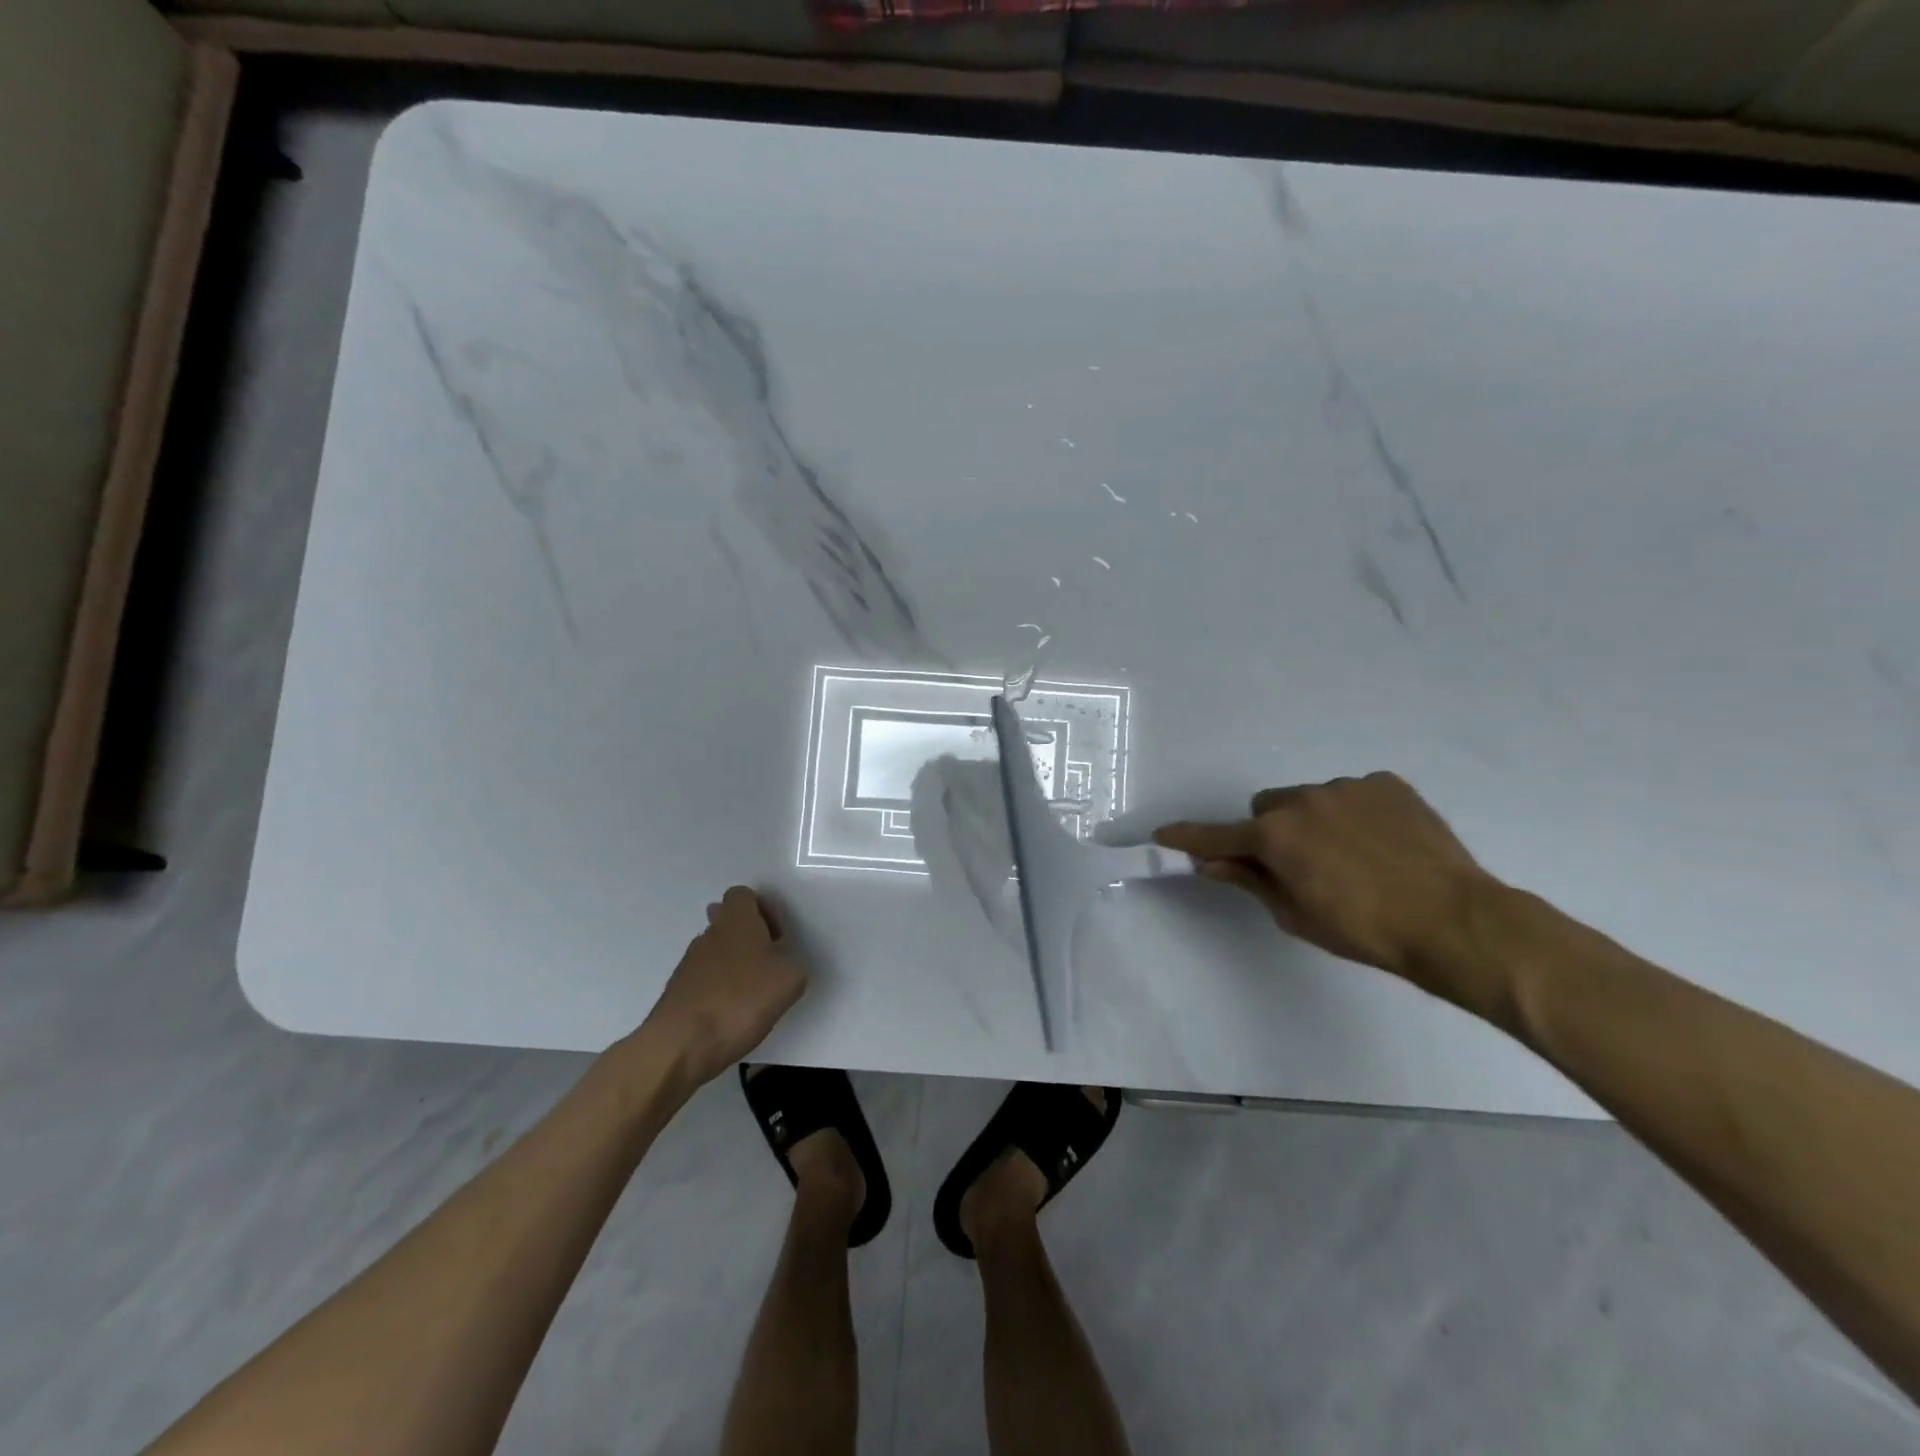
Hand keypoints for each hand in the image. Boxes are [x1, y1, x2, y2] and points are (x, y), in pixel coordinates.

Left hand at [636, 886, 806, 1092]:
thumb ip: (794, 964)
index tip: (777, 937)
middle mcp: (709, 934)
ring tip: (751, 993)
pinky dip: (718, 989)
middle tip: (766, 962)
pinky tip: (731, 1014)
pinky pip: (703, 979)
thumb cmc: (740, 1000)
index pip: (743, 894)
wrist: (681, 1044)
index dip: (763, 910)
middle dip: (747, 936)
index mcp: (736, 920)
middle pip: (726, 920)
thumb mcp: (790, 981)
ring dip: (733, 964)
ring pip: (714, 950)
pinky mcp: (677, 992)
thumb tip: (785, 965)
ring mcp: (688, 963)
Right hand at [1156, 773, 1506, 1008]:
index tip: (1164, 834)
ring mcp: (1347, 787)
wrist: (1454, 920)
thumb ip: (1250, 881)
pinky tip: (1382, 843)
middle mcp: (1303, 800)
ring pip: (1310, 799)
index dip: (1188, 836)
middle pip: (1267, 808)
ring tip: (1354, 857)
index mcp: (1275, 836)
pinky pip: (1353, 794)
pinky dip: (1355, 814)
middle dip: (1271, 832)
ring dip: (1314, 822)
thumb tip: (1211, 863)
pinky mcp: (1387, 784)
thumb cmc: (1365, 930)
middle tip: (1299, 865)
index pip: (1218, 835)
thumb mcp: (1296, 915)